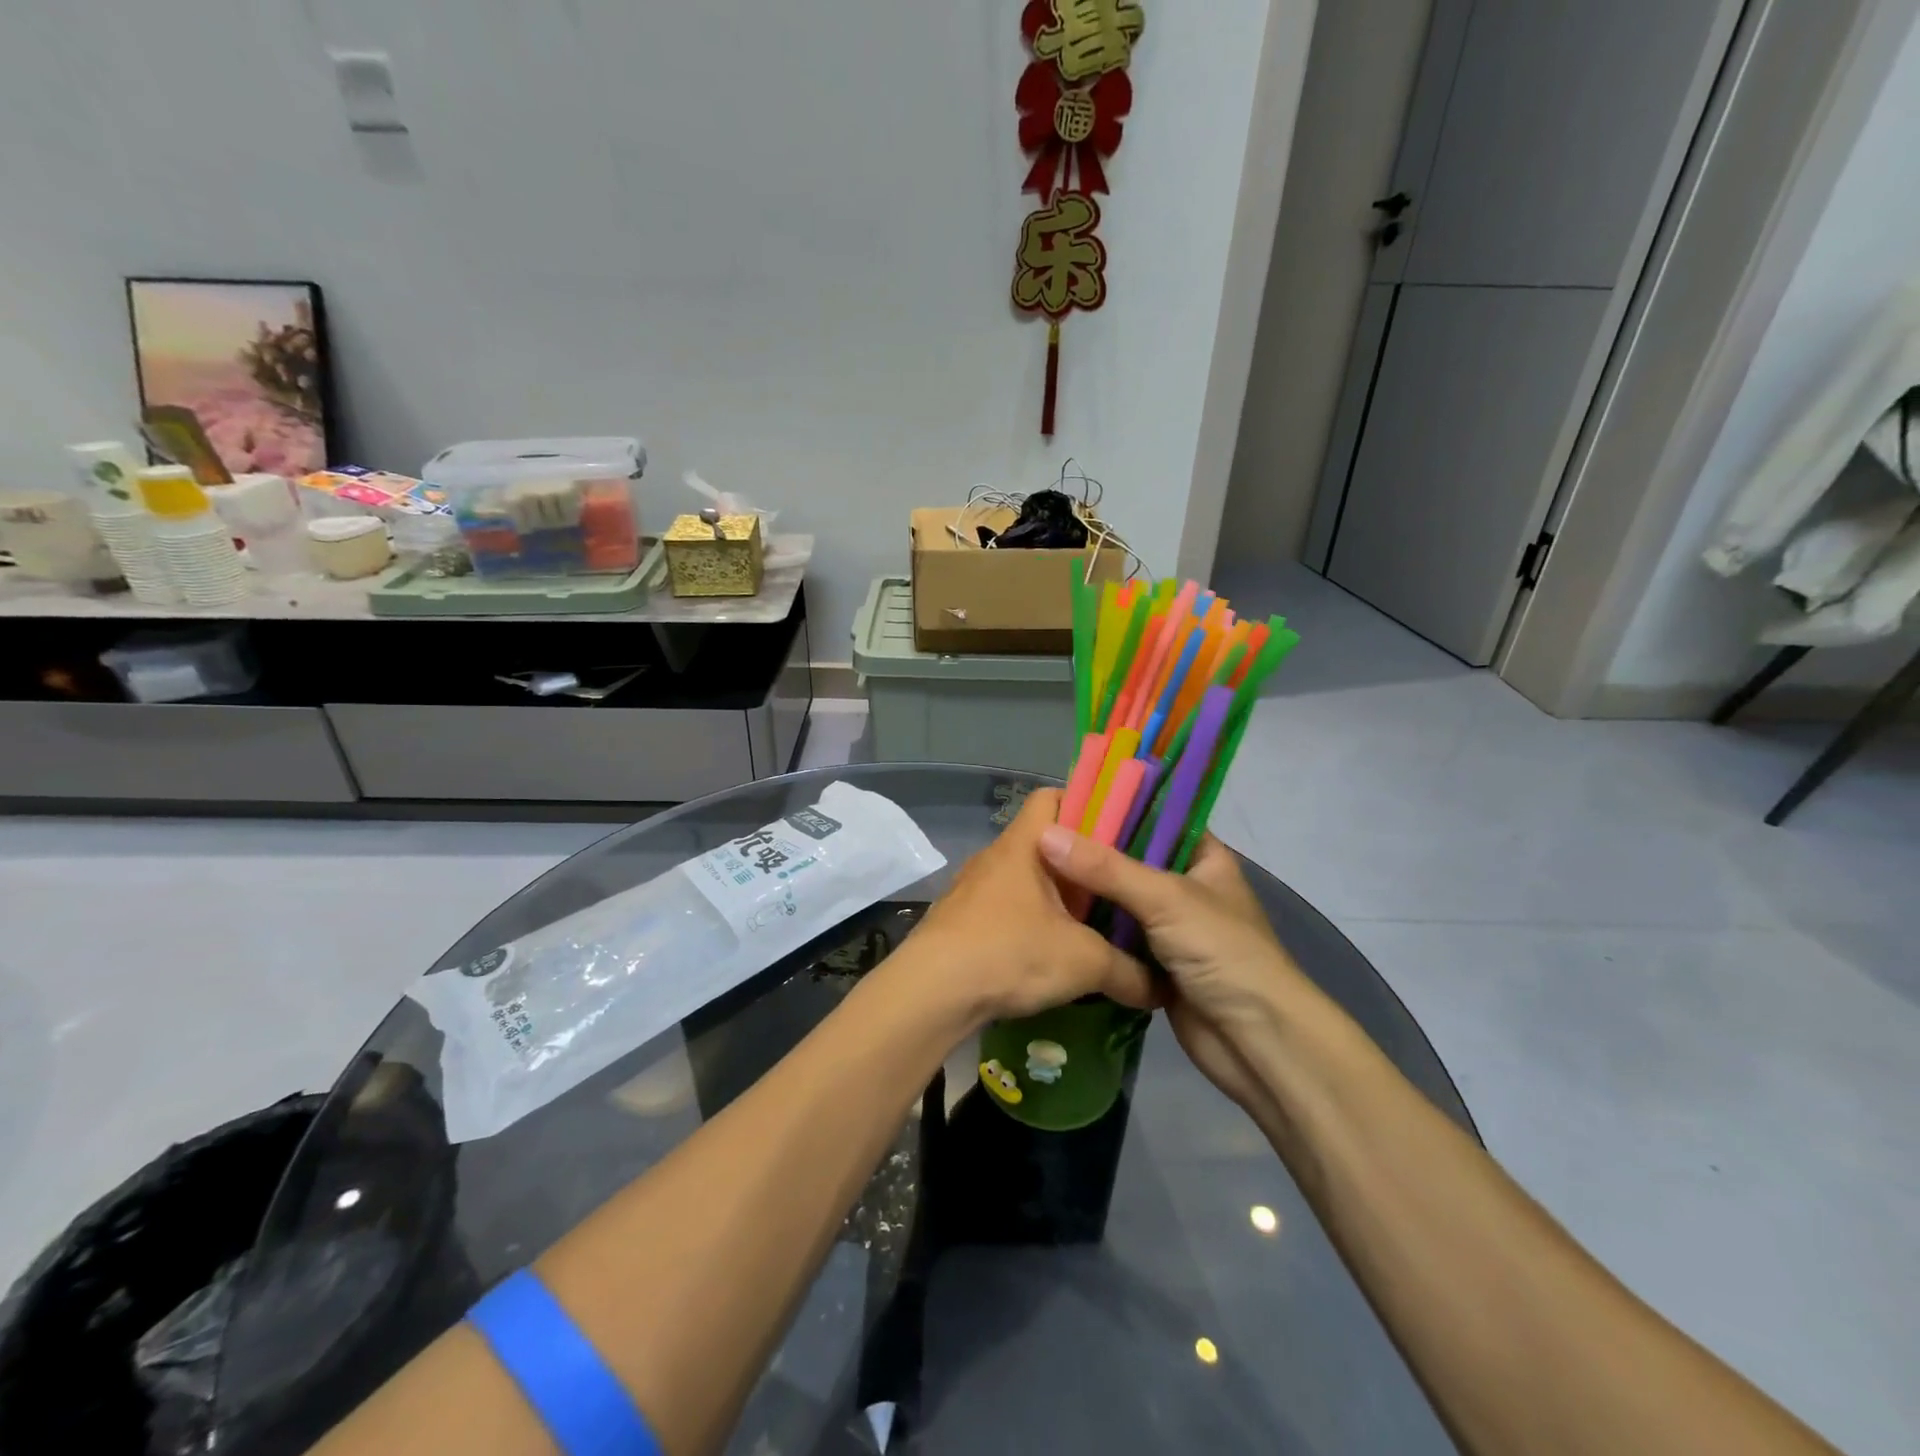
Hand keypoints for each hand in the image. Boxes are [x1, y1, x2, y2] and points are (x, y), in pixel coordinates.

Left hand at [908, 788, 1159, 1024]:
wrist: (931, 991)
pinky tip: (1047, 951)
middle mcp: (994, 857)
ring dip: (1053, 895)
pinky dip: (1029, 919)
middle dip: (1079, 861)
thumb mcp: (1082, 962)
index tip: (1117, 832)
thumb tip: (1161, 988)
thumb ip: (1128, 971)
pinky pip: (1004, 906)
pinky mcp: (960, 918)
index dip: (1085, 805)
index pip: (1052, 797)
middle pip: (1042, 841)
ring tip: (1088, 923)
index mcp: (1023, 845)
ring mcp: (972, 887)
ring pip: (1023, 877)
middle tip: (1115, 885)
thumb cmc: (1009, 953)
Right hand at [1037, 827, 1314, 1112]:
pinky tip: (1051, 914)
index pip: (1157, 818)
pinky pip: (1114, 937)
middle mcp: (1186, 886)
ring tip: (1034, 869)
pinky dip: (1090, 930)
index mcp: (1204, 858)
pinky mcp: (1153, 964)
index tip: (1066, 802)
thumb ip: (1106, 868)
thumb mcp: (1165, 898)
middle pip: (1131, 860)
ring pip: (1119, 900)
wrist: (1255, 1041)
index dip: (1116, 807)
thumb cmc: (1222, 952)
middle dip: (1091, 853)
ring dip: (1086, 893)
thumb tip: (1045, 835)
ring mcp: (1170, 927)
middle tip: (1039, 836)